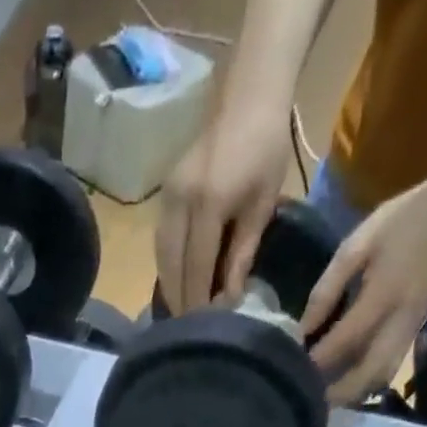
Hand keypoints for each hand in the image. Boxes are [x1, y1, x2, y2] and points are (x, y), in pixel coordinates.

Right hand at [155, 105, 295, 313]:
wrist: (248, 95)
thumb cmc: (266, 148)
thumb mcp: (262, 206)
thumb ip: (242, 254)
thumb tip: (230, 298)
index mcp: (208, 205)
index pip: (197, 267)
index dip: (198, 300)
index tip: (203, 328)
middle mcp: (180, 204)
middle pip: (172, 267)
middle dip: (180, 300)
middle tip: (188, 331)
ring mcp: (167, 198)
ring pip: (161, 257)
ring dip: (169, 287)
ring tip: (181, 312)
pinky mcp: (164, 195)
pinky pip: (160, 242)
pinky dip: (166, 267)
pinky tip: (176, 282)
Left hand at [303, 173, 426, 406]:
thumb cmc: (398, 224)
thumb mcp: (354, 247)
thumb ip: (327, 289)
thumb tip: (302, 328)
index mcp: (382, 295)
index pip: (345, 340)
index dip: (318, 360)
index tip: (291, 372)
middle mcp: (399, 321)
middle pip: (368, 374)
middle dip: (336, 392)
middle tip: (307, 398)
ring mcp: (410, 330)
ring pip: (380, 378)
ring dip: (352, 394)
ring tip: (323, 398)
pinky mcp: (414, 333)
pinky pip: (389, 369)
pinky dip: (366, 383)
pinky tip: (344, 384)